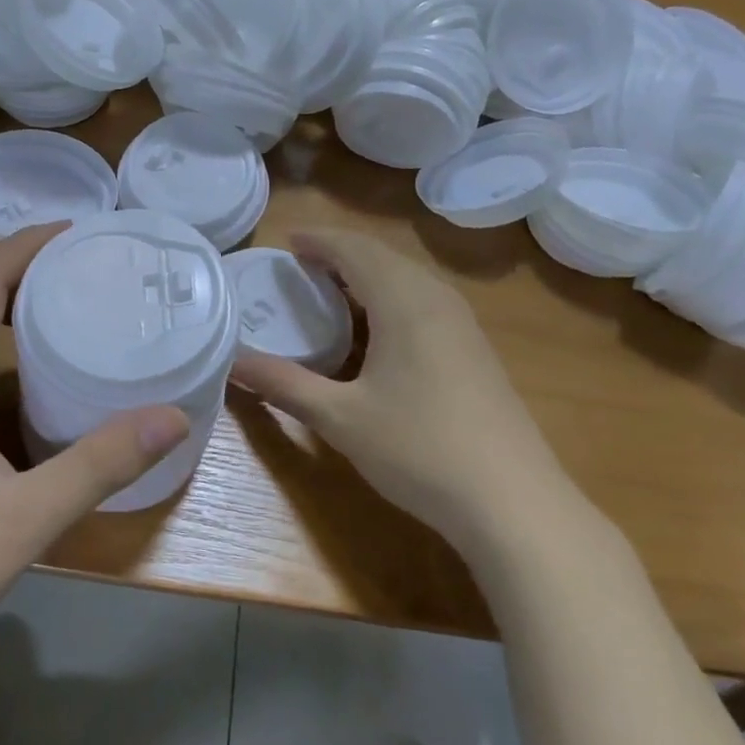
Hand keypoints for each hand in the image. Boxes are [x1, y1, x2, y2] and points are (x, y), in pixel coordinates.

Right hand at [231, 229, 565, 546]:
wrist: (513, 502)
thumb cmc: (419, 449)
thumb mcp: (339, 418)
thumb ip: (283, 384)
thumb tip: (232, 362)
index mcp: (404, 301)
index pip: (355, 250)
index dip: (320, 241)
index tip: (287, 242)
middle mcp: (437, 300)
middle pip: (384, 258)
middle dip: (341, 255)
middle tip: (301, 268)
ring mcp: (463, 326)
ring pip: (408, 280)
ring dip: (368, 277)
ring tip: (331, 293)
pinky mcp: (475, 352)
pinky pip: (424, 304)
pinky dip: (390, 300)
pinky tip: (377, 334)